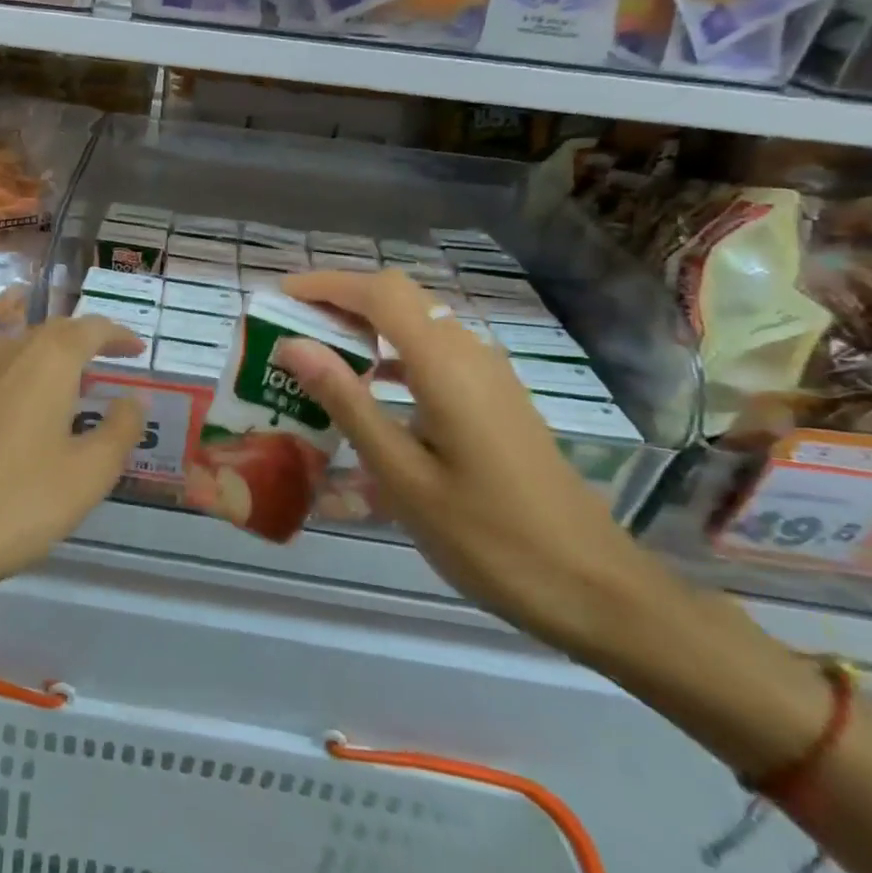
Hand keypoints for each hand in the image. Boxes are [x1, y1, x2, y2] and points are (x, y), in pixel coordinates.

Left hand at [0, 317, 147, 610]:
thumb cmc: (15, 502)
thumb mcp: (88, 474)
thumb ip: (120, 429)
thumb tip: (133, 399)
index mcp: (44, 361)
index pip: (89, 328)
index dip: (116, 336)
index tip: (135, 349)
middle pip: (46, 339)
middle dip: (78, 350)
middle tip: (100, 374)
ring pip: (8, 362)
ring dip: (38, 373)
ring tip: (55, 404)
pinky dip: (2, 396)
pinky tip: (1, 432)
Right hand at [277, 269, 670, 656]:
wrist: (593, 587)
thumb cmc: (488, 537)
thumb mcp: (402, 475)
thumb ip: (347, 402)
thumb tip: (294, 345)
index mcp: (446, 365)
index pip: (379, 293)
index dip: (325, 285)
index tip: (278, 297)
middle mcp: (470, 353)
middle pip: (399, 298)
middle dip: (340, 301)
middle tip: (289, 328)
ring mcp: (490, 376)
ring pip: (417, 324)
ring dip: (365, 327)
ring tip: (316, 357)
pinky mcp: (496, 400)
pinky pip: (434, 355)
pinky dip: (392, 355)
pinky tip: (370, 392)